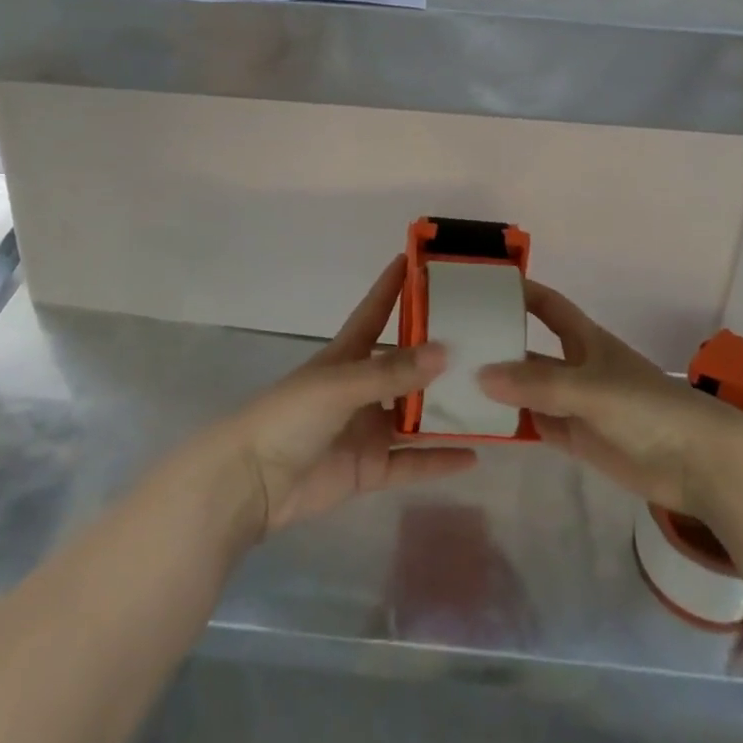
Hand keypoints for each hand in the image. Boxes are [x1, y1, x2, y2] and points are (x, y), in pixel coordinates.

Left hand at [207, 255, 476, 537]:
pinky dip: (440, 459)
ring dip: (447, 409)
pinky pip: (412, 461)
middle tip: (485, 342)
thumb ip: (392, 371)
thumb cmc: (290, 416)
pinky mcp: (370, 468)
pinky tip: (475, 456)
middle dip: (439, 355)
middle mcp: (362, 386)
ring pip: (416, 415)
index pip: (377, 310)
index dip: (395, 285)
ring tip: (491, 400)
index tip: (422, 260)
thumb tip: (446, 351)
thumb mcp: (340, 384)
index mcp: (348, 355)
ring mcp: (368, 428)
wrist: (251, 482)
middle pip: (407, 365)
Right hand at [477, 281, 742, 516]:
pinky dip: (511, 424)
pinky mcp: (577, 439)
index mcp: (584, 339)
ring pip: (527, 389)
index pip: (546, 305)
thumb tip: (481, 375)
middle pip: (529, 349)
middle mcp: (574, 366)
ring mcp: (574, 404)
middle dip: (496, 344)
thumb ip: (539, 384)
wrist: (698, 462)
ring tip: (451, 385)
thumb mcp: (591, 388)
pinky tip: (479, 425)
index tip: (480, 285)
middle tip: (448, 344)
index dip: (519, 291)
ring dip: (498, 388)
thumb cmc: (648, 407)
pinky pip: (535, 425)